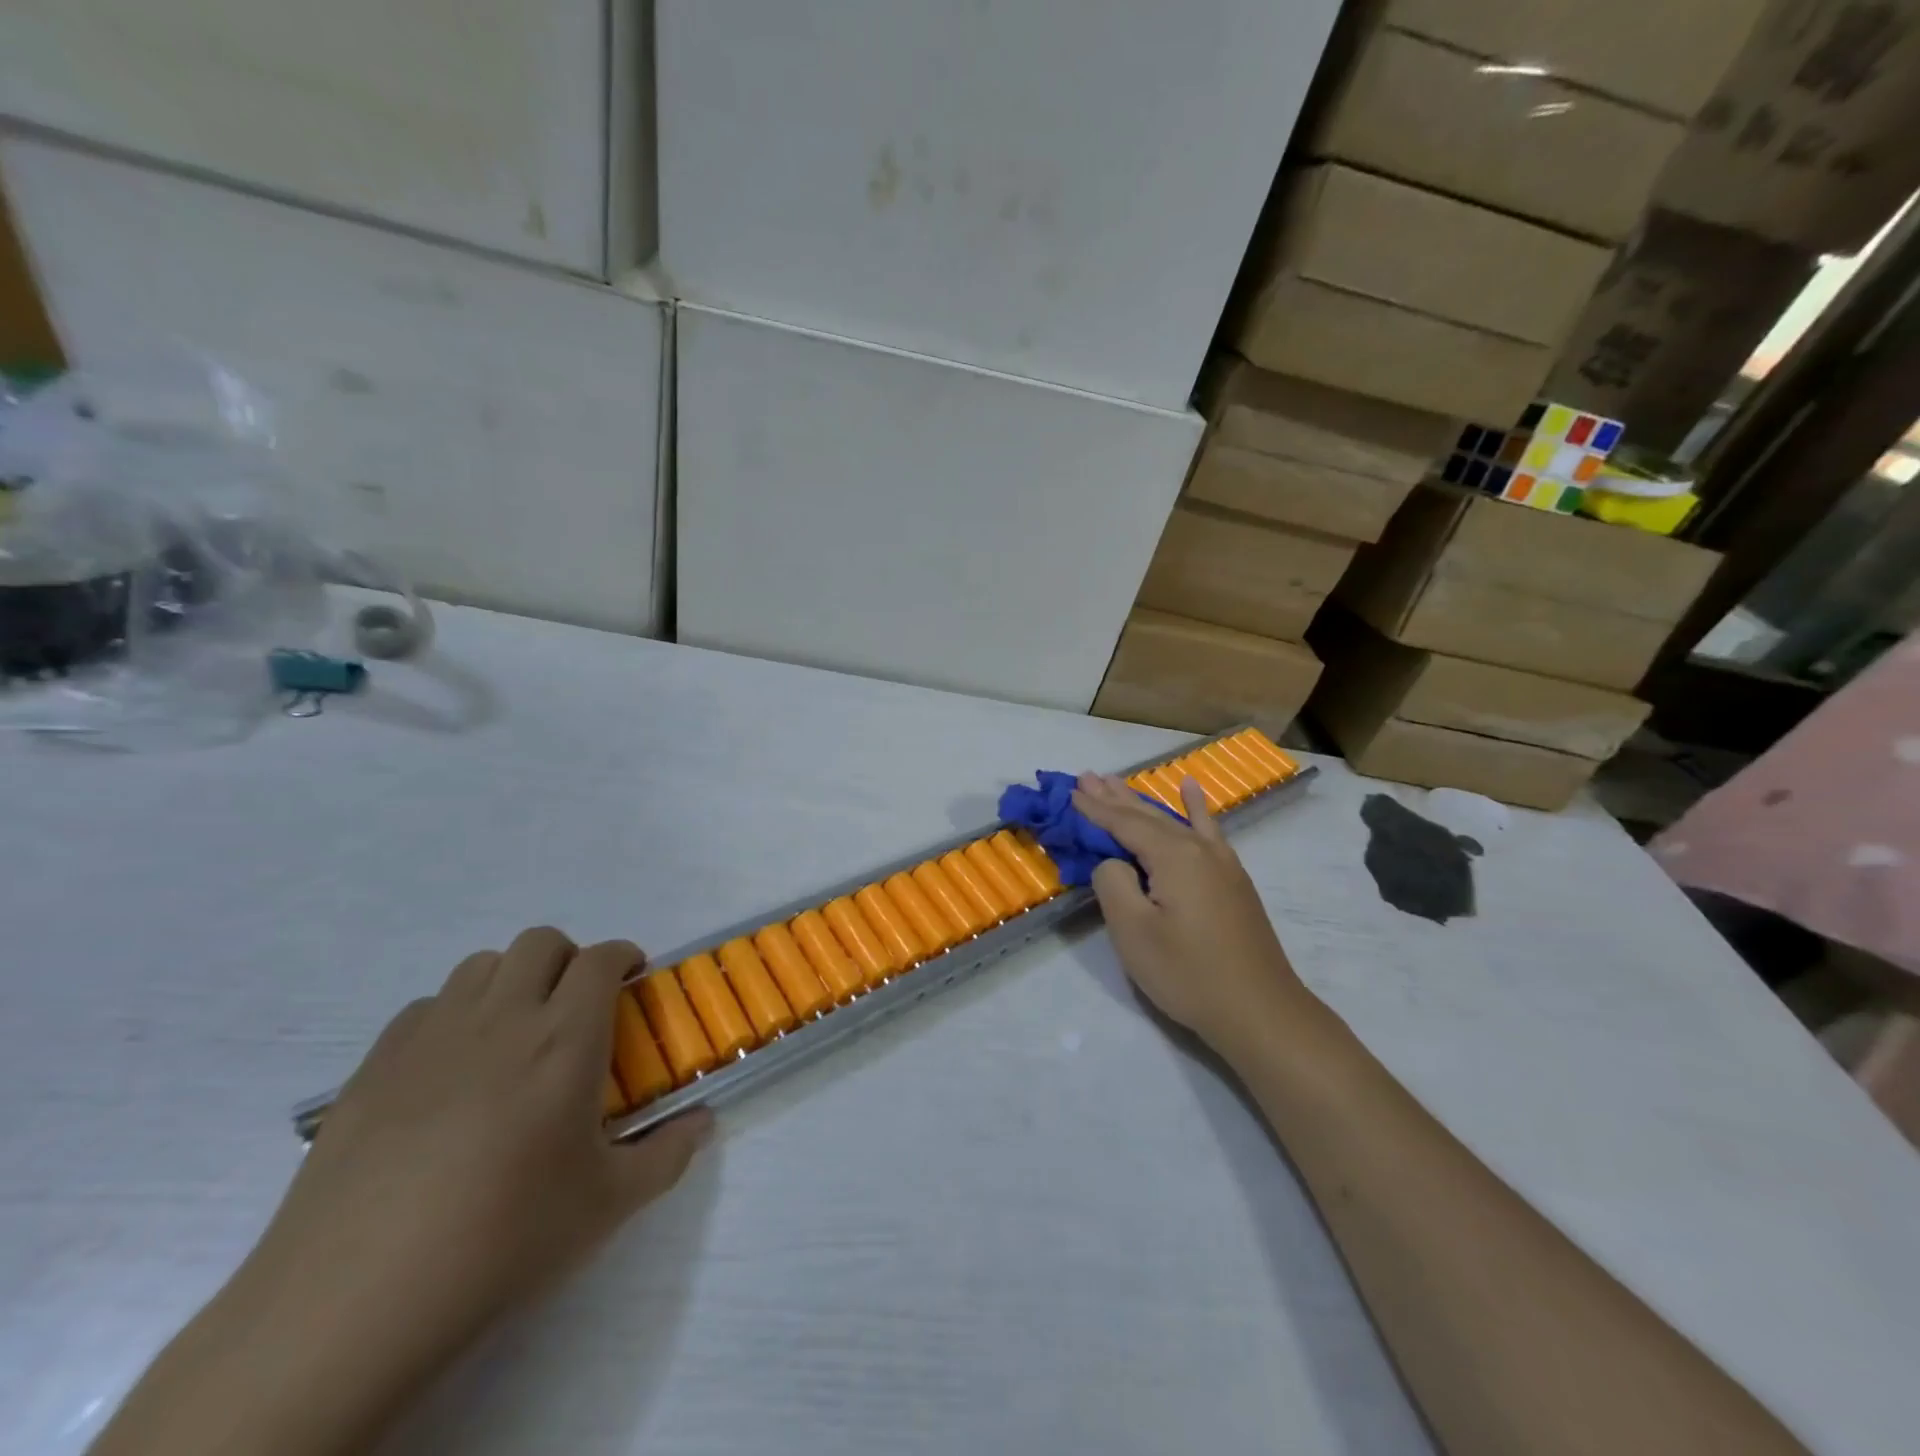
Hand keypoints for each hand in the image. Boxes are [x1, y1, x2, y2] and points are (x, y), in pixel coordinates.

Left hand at [243, 928, 710, 1394]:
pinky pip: (424, 1007)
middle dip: (569, 959)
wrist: (353, 1303)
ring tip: (514, 1034)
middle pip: (540, 942)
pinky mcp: (373, 1067)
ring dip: (511, 980)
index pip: (601, 959)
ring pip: (481, 965)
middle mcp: (502, 1018)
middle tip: (576, 1008)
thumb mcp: (607, 1205)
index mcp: (564, 1039)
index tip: (632, 981)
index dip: (624, 957)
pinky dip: (452, 1016)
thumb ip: (668, 1154)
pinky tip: (450, 1073)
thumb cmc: (502, 1240)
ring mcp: (430, 1037)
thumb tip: (702, 1123)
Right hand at [1074, 772, 1310, 1059]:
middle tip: (1086, 776)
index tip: (1068, 791)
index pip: (1124, 823)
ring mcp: (1220, 862)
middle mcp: (1198, 848)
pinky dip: (1195, 807)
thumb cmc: (1188, 973)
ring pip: (1173, 820)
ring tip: (1117, 781)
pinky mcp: (1232, 880)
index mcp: (1173, 856)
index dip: (1094, 809)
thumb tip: (1113, 862)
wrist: (1259, 1011)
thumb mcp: (1133, 931)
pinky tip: (1191, 788)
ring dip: (1142, 801)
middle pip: (1147, 815)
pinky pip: (1207, 830)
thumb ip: (1113, 883)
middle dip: (1114, 797)